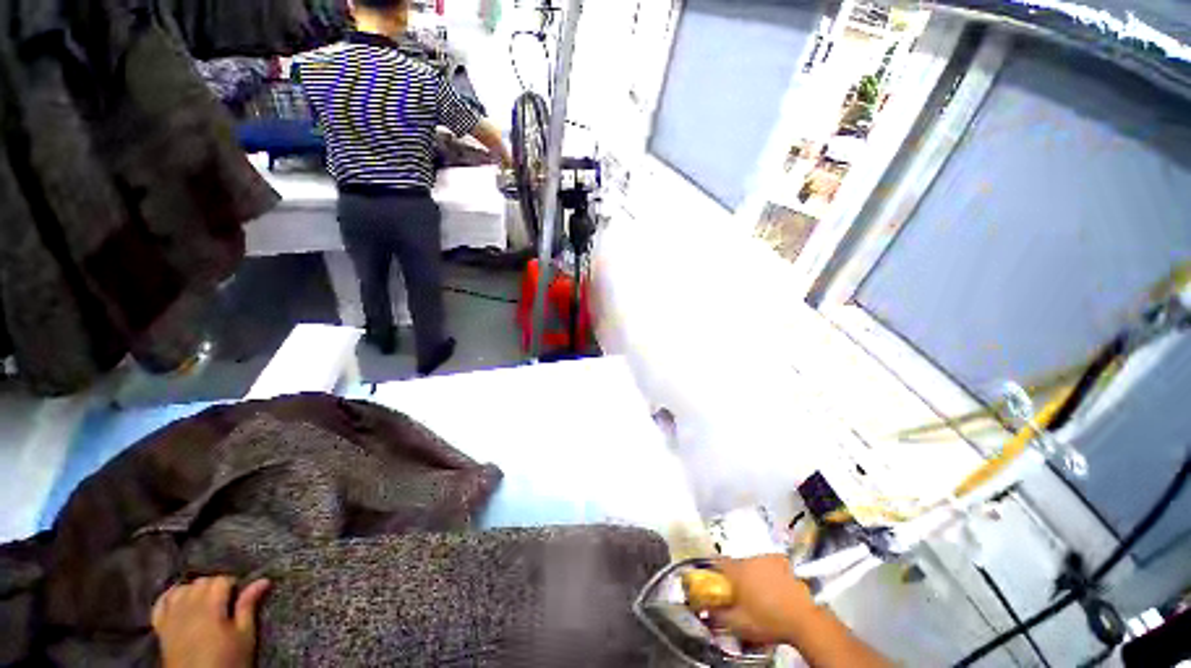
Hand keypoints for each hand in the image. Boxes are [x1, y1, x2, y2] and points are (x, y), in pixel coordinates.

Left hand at [151, 576, 270, 667]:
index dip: (233, 583)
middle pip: (200, 582)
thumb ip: (248, 606)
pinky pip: (160, 604)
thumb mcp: (244, 636)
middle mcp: (188, 607)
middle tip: (226, 599)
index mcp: (210, 607)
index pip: (221, 580)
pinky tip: (177, 598)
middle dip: (213, 585)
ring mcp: (171, 617)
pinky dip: (169, 596)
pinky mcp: (161, 627)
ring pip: (181, 589)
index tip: (241, 593)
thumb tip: (263, 580)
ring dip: (193, 590)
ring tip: (205, 600)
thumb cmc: (227, 660)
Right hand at [711, 555, 818, 645]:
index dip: (714, 572)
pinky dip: (767, 573)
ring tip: (757, 593)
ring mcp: (769, 559)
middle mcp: (751, 559)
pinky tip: (773, 588)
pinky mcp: (783, 563)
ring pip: (752, 563)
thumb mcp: (739, 624)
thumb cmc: (768, 620)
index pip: (718, 562)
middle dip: (735, 576)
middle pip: (736, 564)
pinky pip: (769, 565)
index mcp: (738, 570)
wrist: (804, 621)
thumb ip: (718, 615)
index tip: (714, 582)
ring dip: (751, 574)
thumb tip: (705, 610)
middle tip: (738, 593)